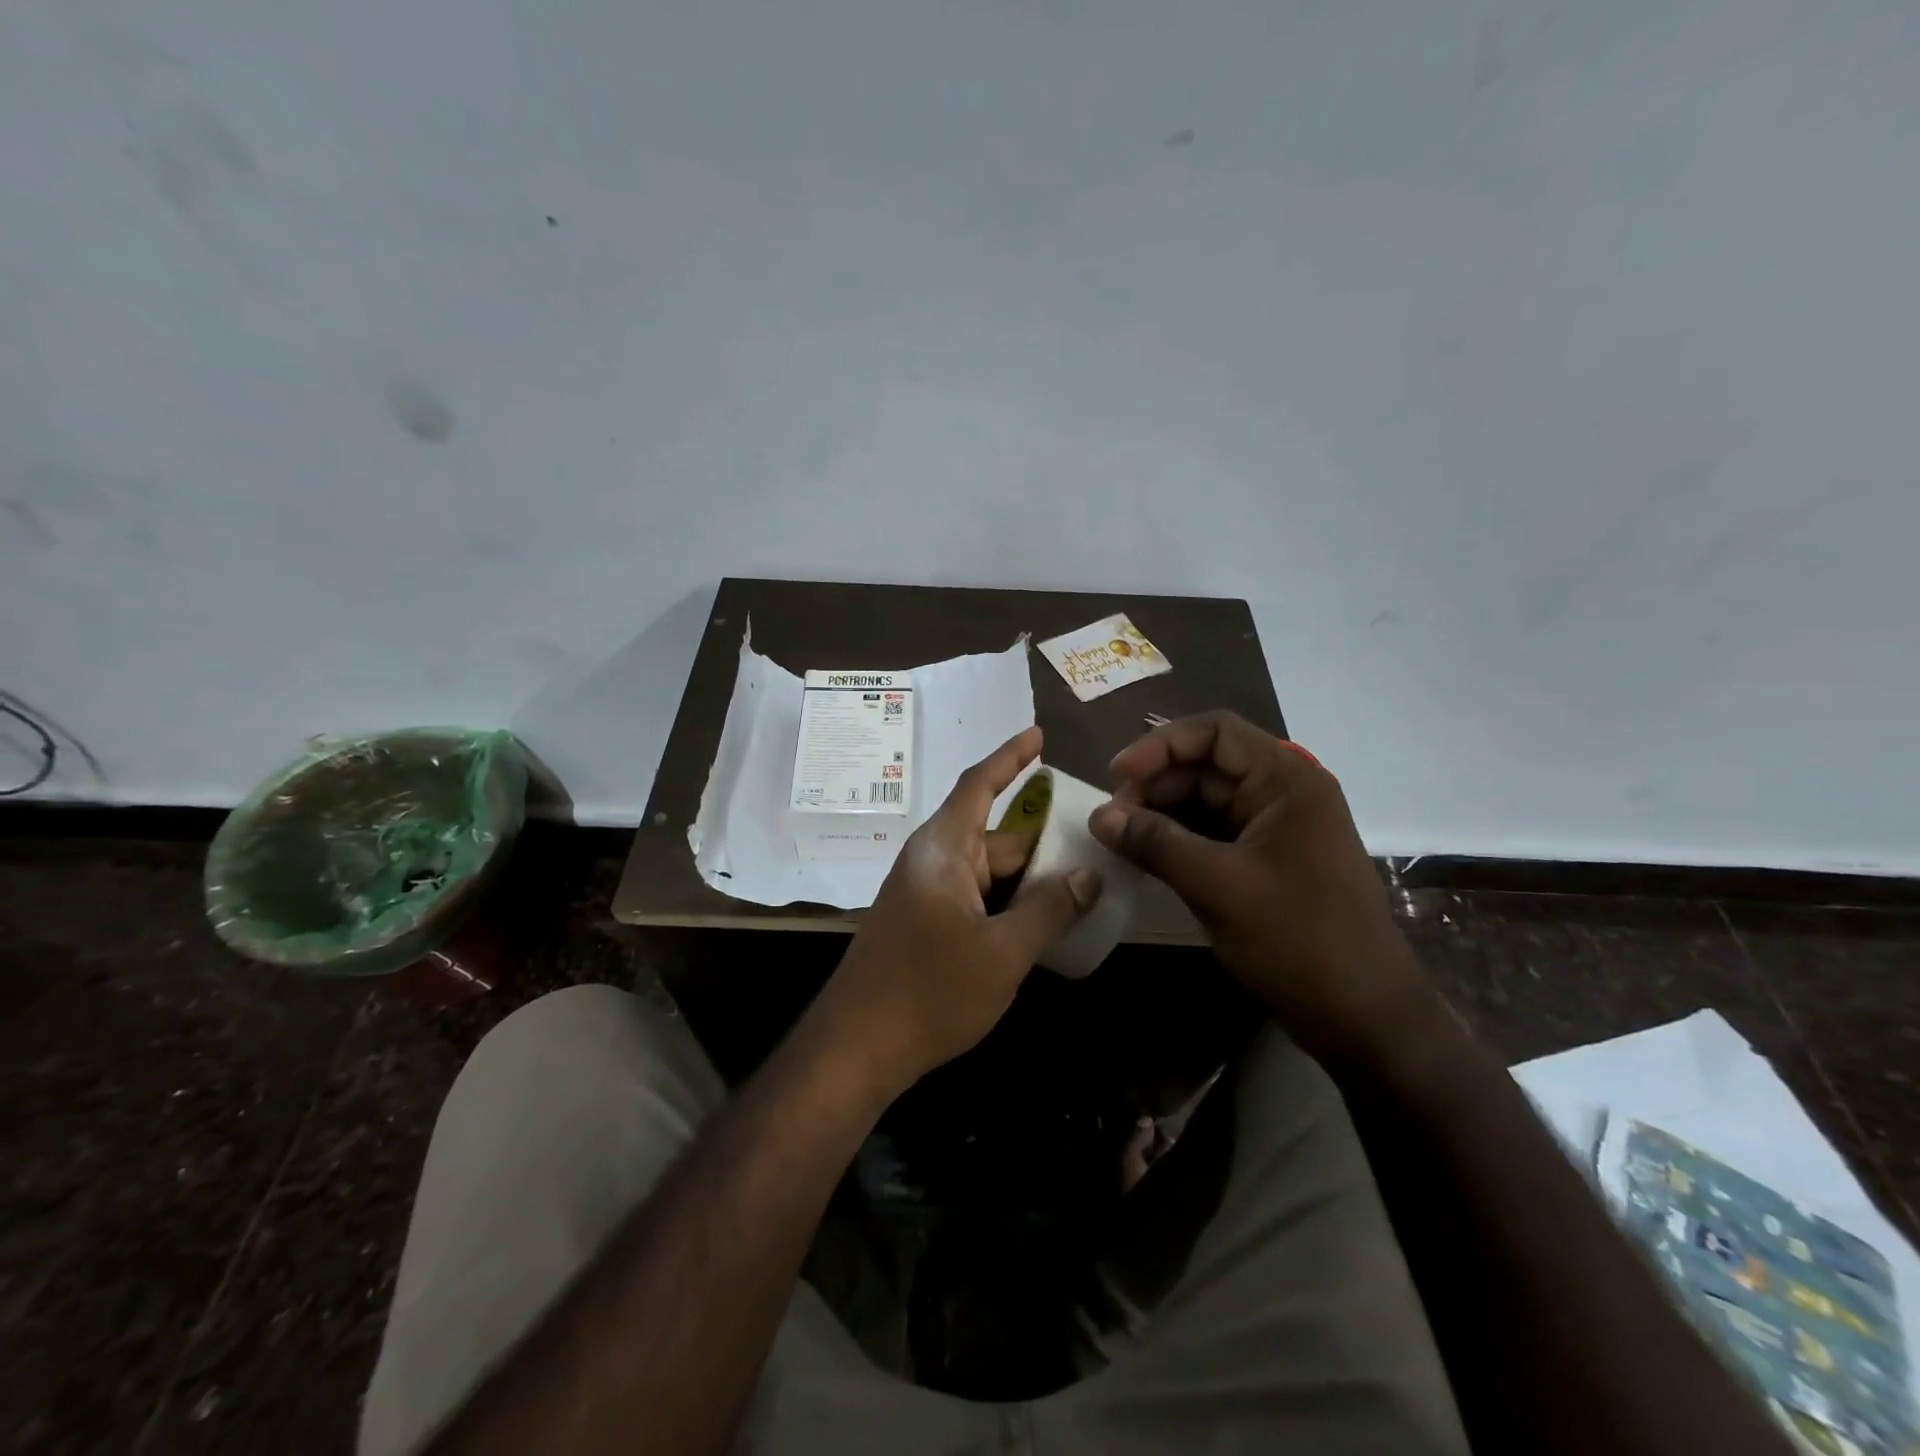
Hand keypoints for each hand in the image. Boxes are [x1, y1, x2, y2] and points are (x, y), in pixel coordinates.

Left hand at [813, 726, 1102, 1096]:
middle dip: (1042, 838)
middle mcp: (932, 862)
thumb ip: (1048, 910)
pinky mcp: (924, 924)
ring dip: (1028, 877)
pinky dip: (1009, 901)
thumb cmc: (929, 992)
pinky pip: (976, 897)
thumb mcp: (1002, 952)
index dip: (1010, 756)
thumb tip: (1088, 875)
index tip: (1039, 735)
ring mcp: (926, 894)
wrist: (857, 1048)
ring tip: (1082, 881)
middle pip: (996, 836)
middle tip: (1095, 840)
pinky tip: (1042, 920)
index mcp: (944, 850)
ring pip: (989, 872)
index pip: (979, 785)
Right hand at [1088, 711, 1434, 1062]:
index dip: (1159, 746)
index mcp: (1286, 780)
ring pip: (1206, 801)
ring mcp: (1277, 828)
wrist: (1363, 1017)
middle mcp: (1284, 793)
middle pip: (1206, 765)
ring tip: (1120, 838)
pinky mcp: (1267, 861)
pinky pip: (1214, 834)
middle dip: (1155, 785)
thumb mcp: (1217, 886)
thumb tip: (1098, 816)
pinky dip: (1178, 840)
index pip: (1214, 733)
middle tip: (1111, 819)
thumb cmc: (1298, 940)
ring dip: (1162, 814)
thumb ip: (1155, 843)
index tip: (1116, 777)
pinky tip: (1145, 856)